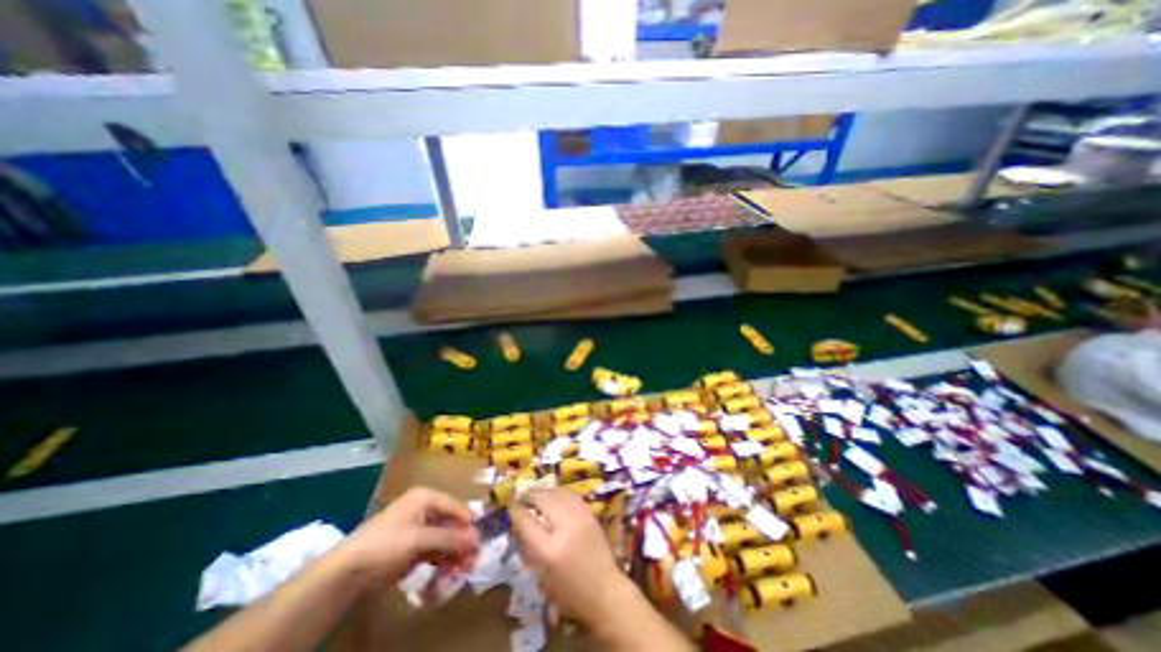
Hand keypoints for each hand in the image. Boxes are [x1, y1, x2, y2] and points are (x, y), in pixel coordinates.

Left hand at [337, 484, 476, 585]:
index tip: (480, 541)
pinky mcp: (408, 545)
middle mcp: (422, 507)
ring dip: (452, 551)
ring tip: (461, 566)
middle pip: (449, 522)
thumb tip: (476, 540)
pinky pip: (431, 548)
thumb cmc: (386, 545)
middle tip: (472, 557)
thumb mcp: (420, 540)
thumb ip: (449, 539)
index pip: (455, 507)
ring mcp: (415, 527)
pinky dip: (440, 558)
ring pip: (441, 536)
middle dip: (461, 539)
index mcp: (425, 497)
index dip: (468, 524)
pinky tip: (446, 569)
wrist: (344, 572)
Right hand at [509, 493, 638, 632]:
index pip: (527, 521)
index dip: (516, 510)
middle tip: (521, 497)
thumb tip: (520, 523)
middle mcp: (565, 527)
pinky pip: (569, 495)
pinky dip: (558, 493)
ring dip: (544, 491)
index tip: (510, 504)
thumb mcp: (542, 577)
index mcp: (549, 549)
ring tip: (536, 495)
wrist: (605, 592)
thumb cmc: (569, 592)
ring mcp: (579, 516)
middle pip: (543, 499)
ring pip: (557, 492)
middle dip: (529, 495)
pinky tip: (553, 496)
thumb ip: (529, 548)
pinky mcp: (590, 513)